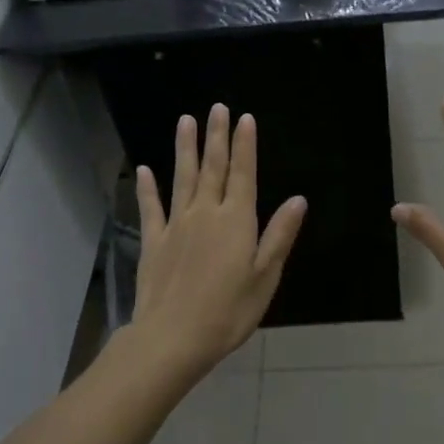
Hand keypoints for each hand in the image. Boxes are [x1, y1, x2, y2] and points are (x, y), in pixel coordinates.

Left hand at [131, 104, 306, 376]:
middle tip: (217, 107)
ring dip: (185, 148)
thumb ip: (279, 235)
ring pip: (182, 178)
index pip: (243, 174)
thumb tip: (298, 200)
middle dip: (216, 137)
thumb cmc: (229, 310)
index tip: (244, 118)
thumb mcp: (265, 276)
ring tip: (186, 121)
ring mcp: (176, 225)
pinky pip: (151, 208)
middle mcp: (206, 214)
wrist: (174, 336)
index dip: (244, 146)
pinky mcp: (154, 241)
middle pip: (212, 168)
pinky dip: (148, 188)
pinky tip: (145, 170)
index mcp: (237, 221)